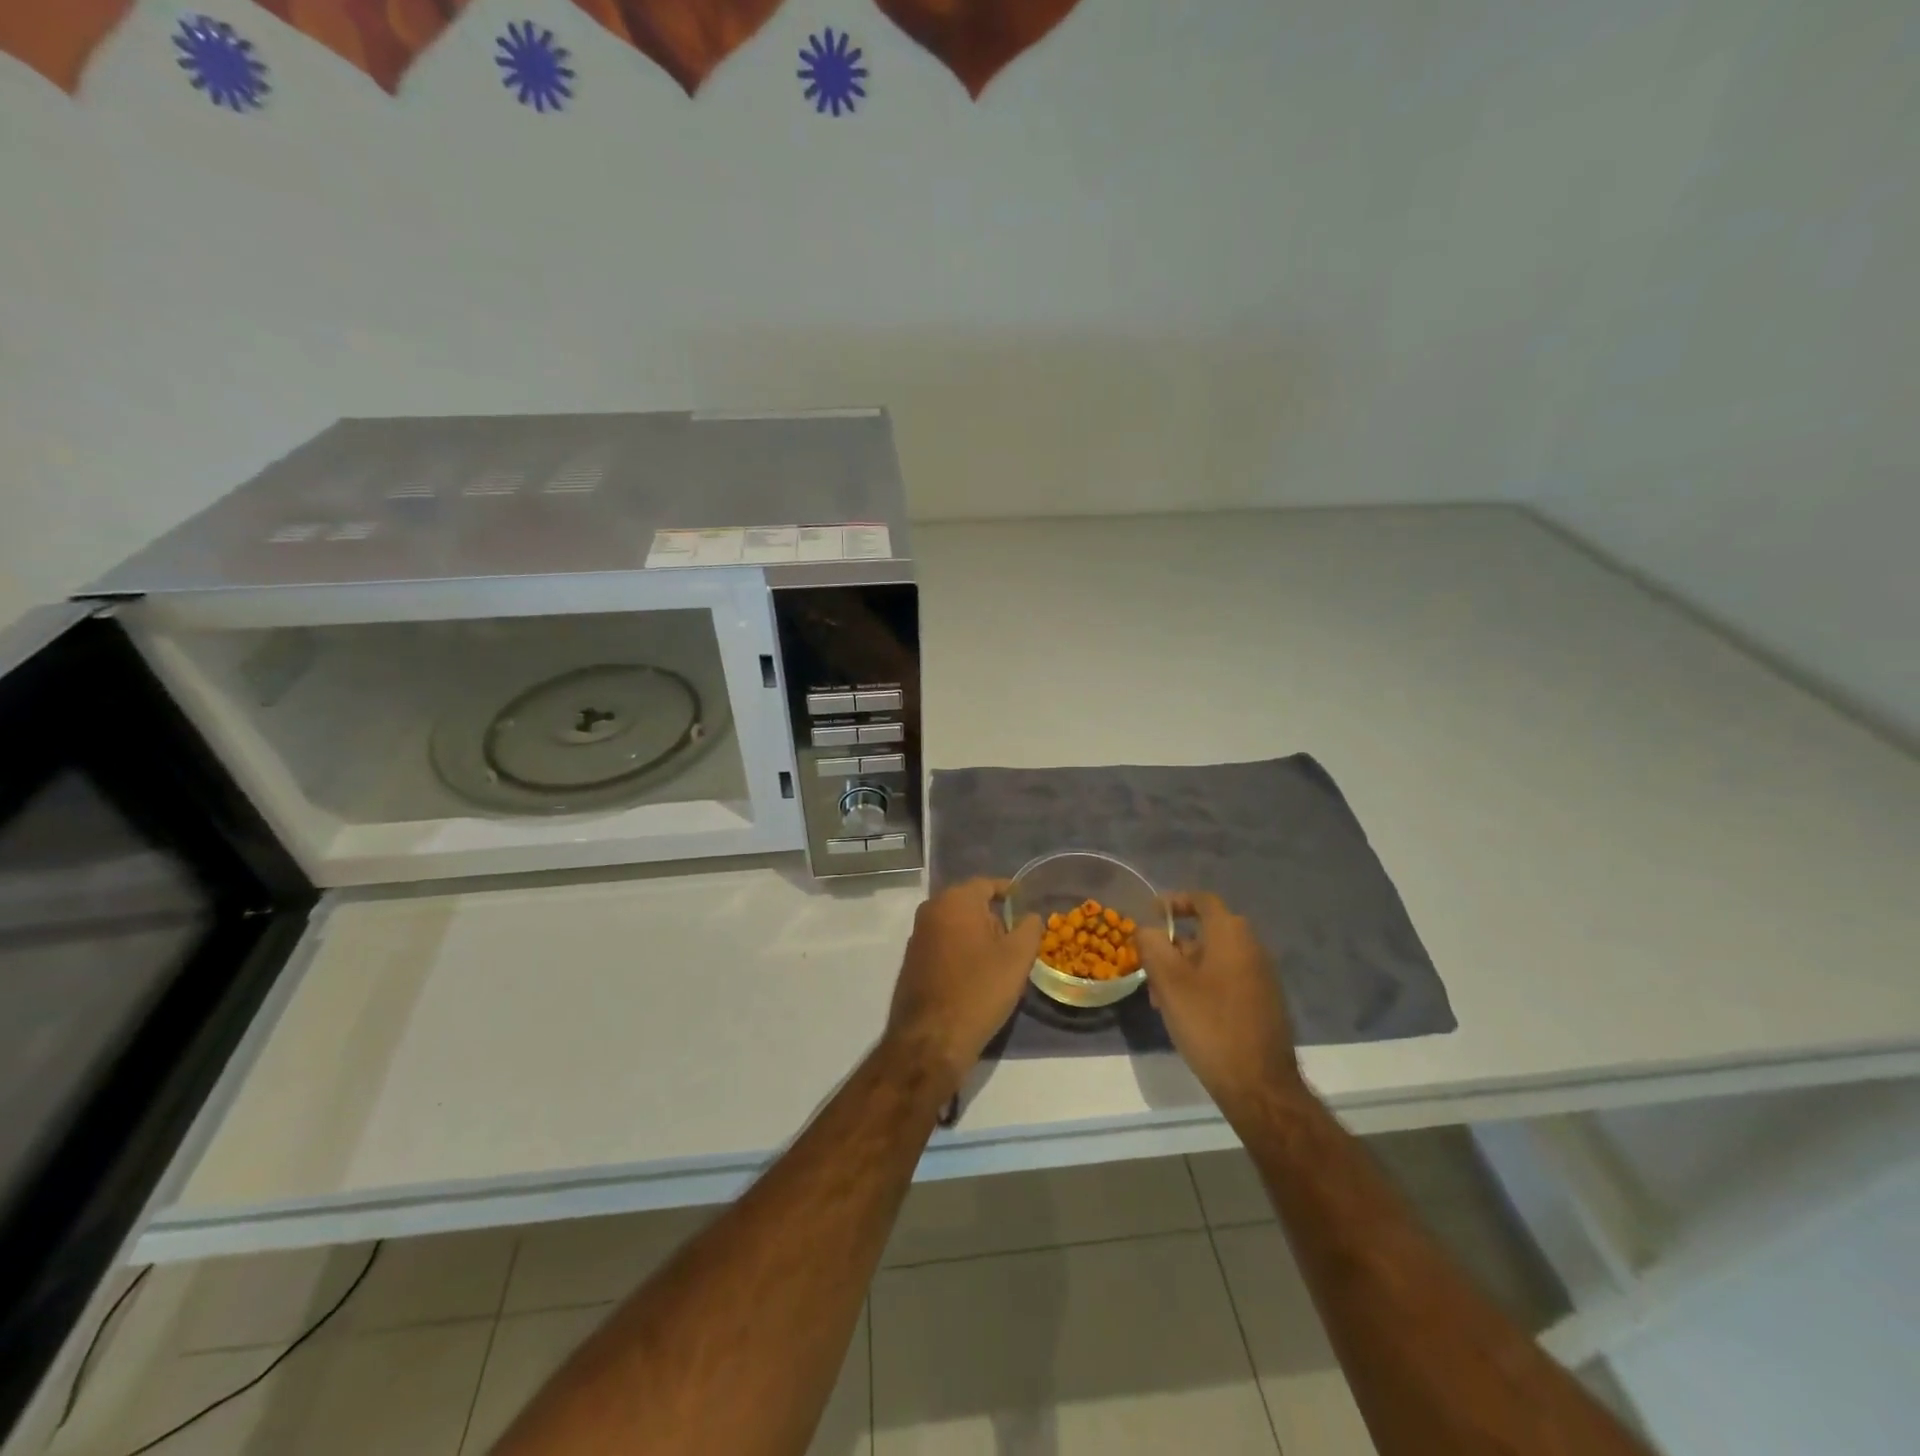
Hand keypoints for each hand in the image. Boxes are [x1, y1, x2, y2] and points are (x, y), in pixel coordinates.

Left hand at [886, 879, 1042, 1094]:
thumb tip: (1030, 915)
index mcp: (955, 900)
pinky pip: (943, 944)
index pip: (987, 884)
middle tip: (1016, 941)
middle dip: (994, 917)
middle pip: (970, 903)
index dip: (1010, 893)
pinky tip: (975, 977)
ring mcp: (917, 936)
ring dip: (977, 936)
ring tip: (999, 962)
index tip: (1026, 906)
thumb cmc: (979, 990)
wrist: (932, 1039)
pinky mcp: (912, 960)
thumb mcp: (1017, 958)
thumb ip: (1030, 928)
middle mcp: (931, 910)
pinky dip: (961, 951)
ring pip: (956, 924)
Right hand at [1136, 893, 1301, 1115]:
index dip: (1174, 902)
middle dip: (1173, 947)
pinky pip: (1228, 979)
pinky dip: (1203, 986)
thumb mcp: (1169, 981)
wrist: (1259, 1085)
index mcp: (1231, 934)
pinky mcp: (1264, 1002)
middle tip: (1150, 968)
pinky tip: (1186, 1015)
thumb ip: (1152, 945)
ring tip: (1161, 1000)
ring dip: (1185, 970)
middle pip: (1206, 932)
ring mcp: (1262, 976)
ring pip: (1214, 959)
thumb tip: (1147, 929)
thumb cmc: (1209, 1024)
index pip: (1202, 900)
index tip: (1151, 914)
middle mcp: (1252, 947)